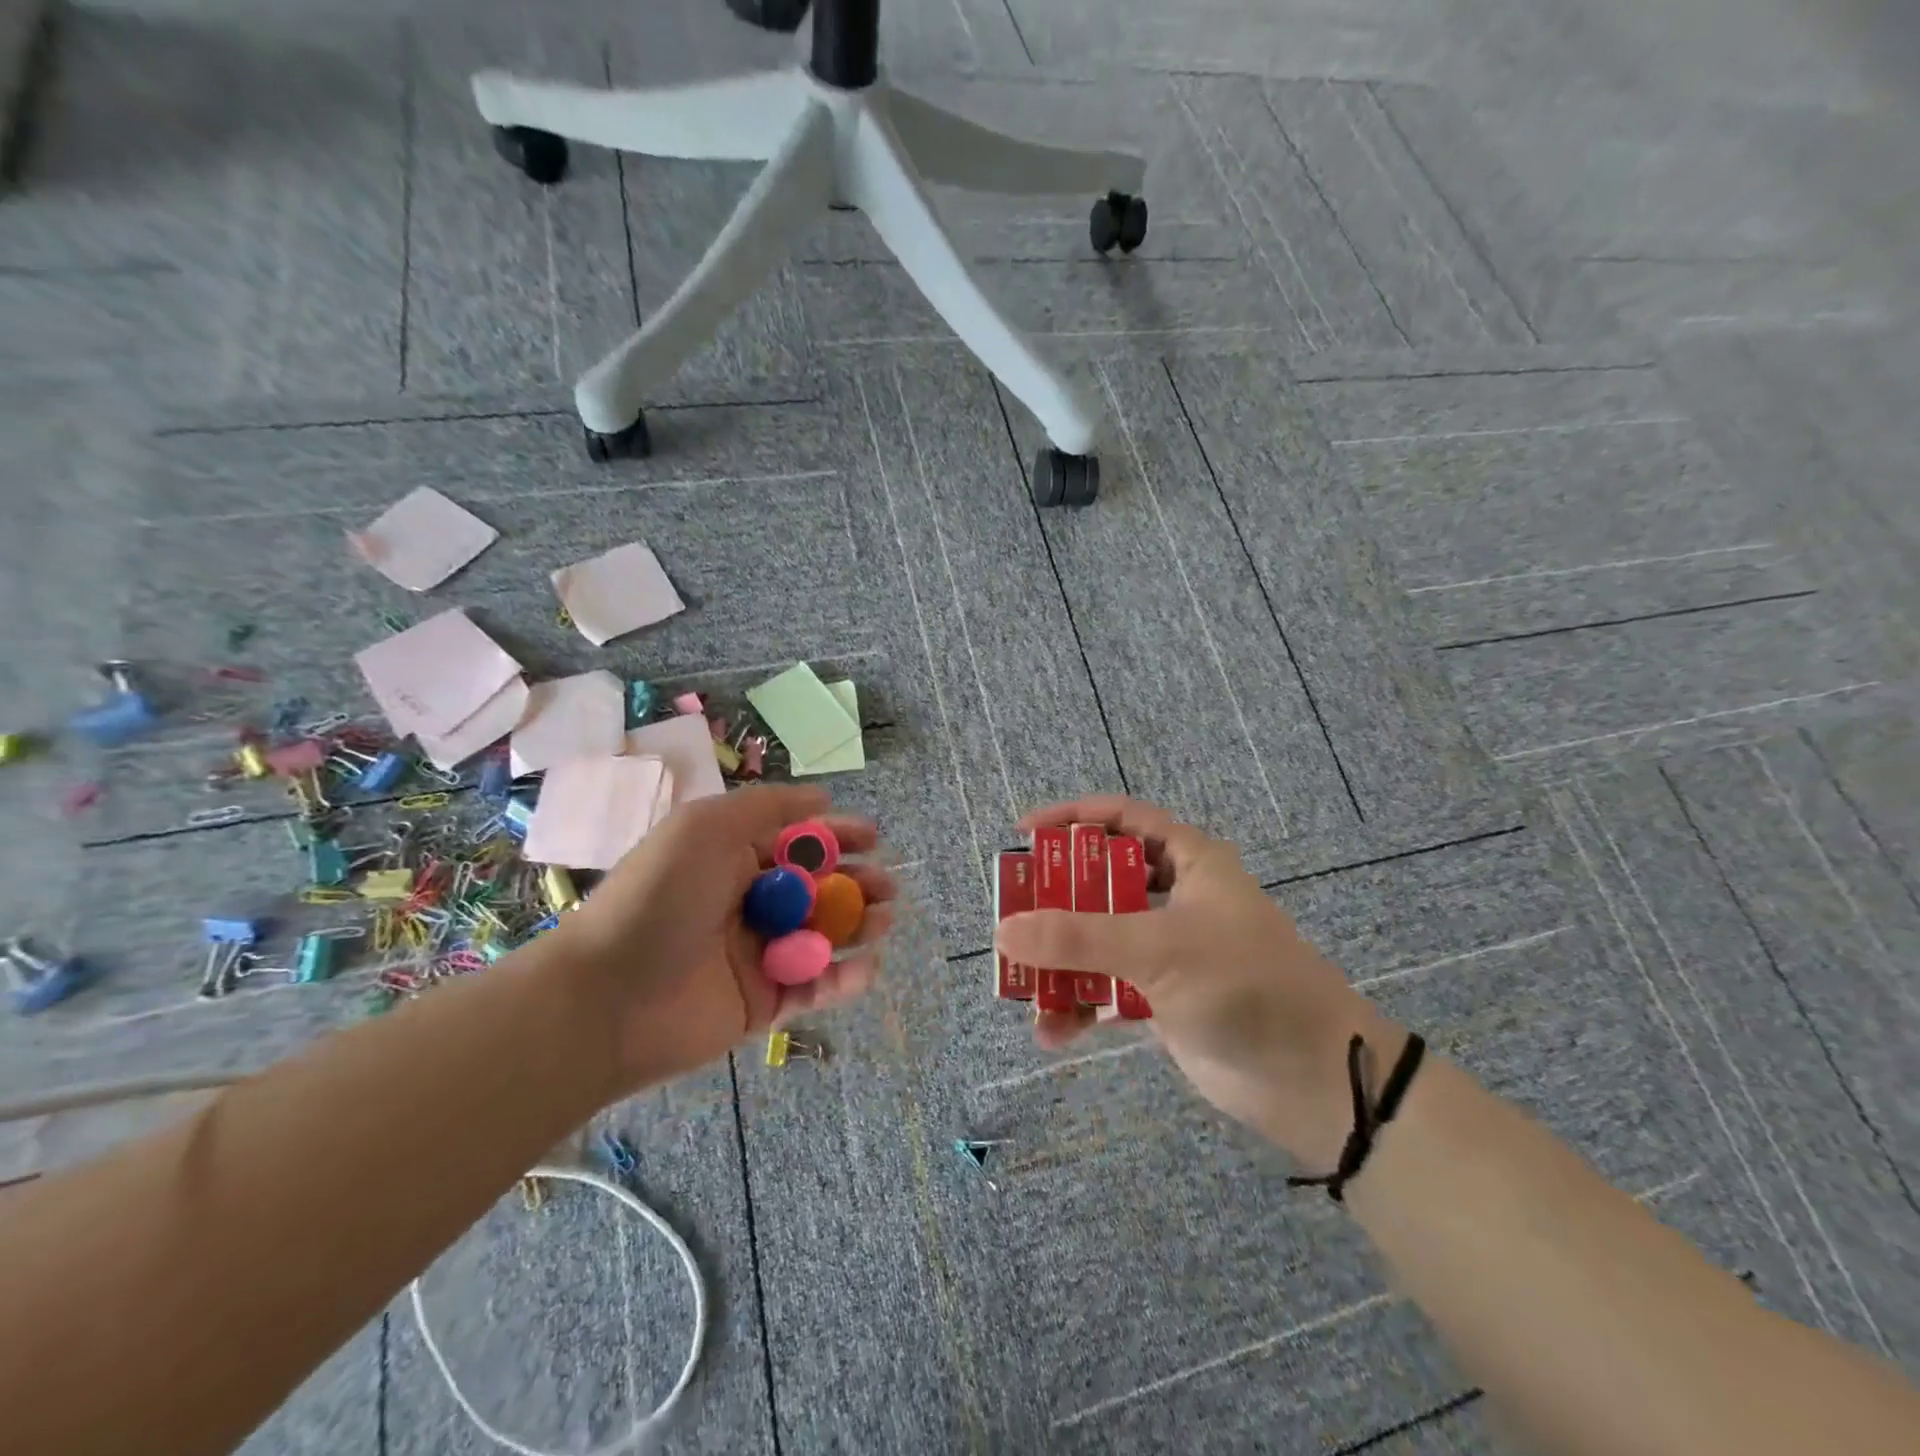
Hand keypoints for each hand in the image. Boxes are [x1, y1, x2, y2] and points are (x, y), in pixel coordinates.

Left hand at [548, 785, 894, 1088]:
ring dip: (859, 925)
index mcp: (733, 859)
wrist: (608, 997)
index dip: (837, 836)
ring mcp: (757, 955)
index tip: (873, 837)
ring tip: (883, 919)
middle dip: (856, 883)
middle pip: (818, 888)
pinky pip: (814, 987)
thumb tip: (822, 798)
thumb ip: (767, 807)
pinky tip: (865, 965)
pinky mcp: (763, 1003)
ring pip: (823, 936)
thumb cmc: (660, 897)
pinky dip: (844, 977)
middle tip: (885, 886)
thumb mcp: (706, 827)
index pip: (797, 843)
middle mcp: (748, 903)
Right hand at [994, 796, 1403, 1167]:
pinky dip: (1080, 1005)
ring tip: (1023, 981)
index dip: (1072, 818)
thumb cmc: (1245, 985)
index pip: (1122, 819)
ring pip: (1100, 939)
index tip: (1023, 833)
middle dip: (1056, 898)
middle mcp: (1177, 897)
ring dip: (1062, 960)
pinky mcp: (1163, 998)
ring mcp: (1169, 950)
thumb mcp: (1159, 949)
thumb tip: (1006, 930)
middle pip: (1101, 881)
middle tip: (1014, 913)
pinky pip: (1108, 989)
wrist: (1315, 1079)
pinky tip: (1053, 1031)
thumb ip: (1080, 939)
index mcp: (1190, 861)